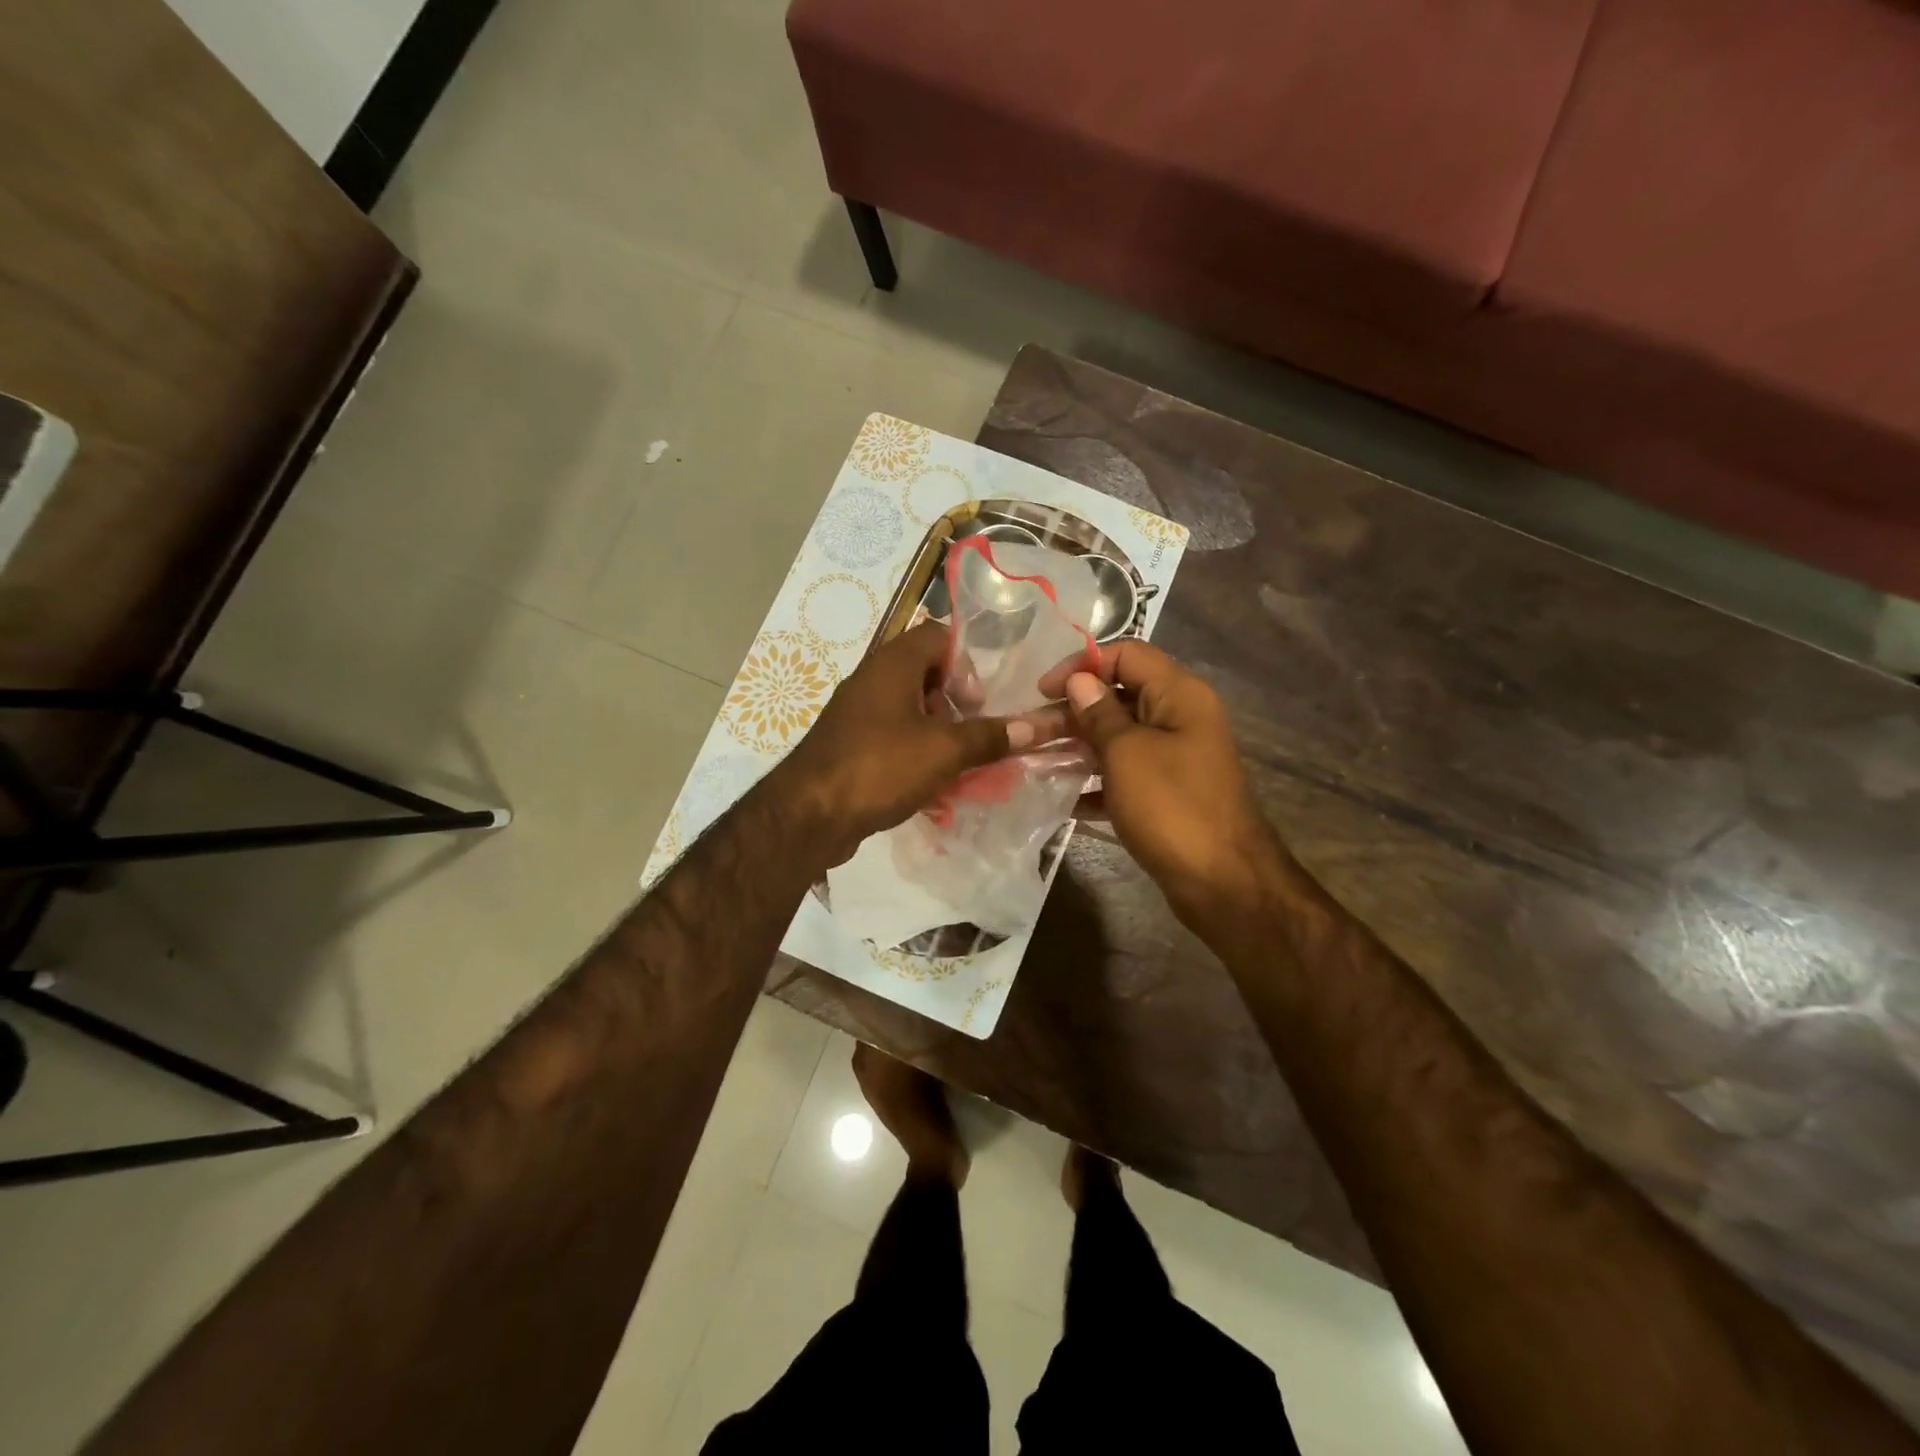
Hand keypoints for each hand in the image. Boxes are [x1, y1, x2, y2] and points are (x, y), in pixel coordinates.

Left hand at [774, 622, 1035, 865]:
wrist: (809, 814)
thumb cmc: (880, 767)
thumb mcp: (944, 750)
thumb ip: (990, 736)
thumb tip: (1036, 725)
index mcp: (893, 664)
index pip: (938, 635)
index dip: (966, 662)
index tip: (977, 701)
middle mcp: (872, 680)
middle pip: (924, 673)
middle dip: (955, 702)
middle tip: (970, 731)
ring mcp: (856, 714)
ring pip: (909, 709)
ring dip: (938, 731)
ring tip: (956, 762)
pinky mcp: (850, 746)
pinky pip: (892, 738)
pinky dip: (915, 753)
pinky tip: (930, 785)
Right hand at [1040, 640, 1273, 925]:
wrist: (1223, 883)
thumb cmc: (1172, 807)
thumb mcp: (1127, 754)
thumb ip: (1100, 713)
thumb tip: (1081, 681)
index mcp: (1179, 694)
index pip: (1127, 654)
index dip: (1082, 665)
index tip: (1042, 691)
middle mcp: (1180, 717)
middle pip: (1120, 695)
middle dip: (1073, 710)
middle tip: (1031, 731)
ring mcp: (1175, 757)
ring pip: (1119, 737)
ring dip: (1078, 746)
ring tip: (1035, 760)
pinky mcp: (1167, 792)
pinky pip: (1125, 773)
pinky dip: (1096, 781)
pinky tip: (1062, 798)